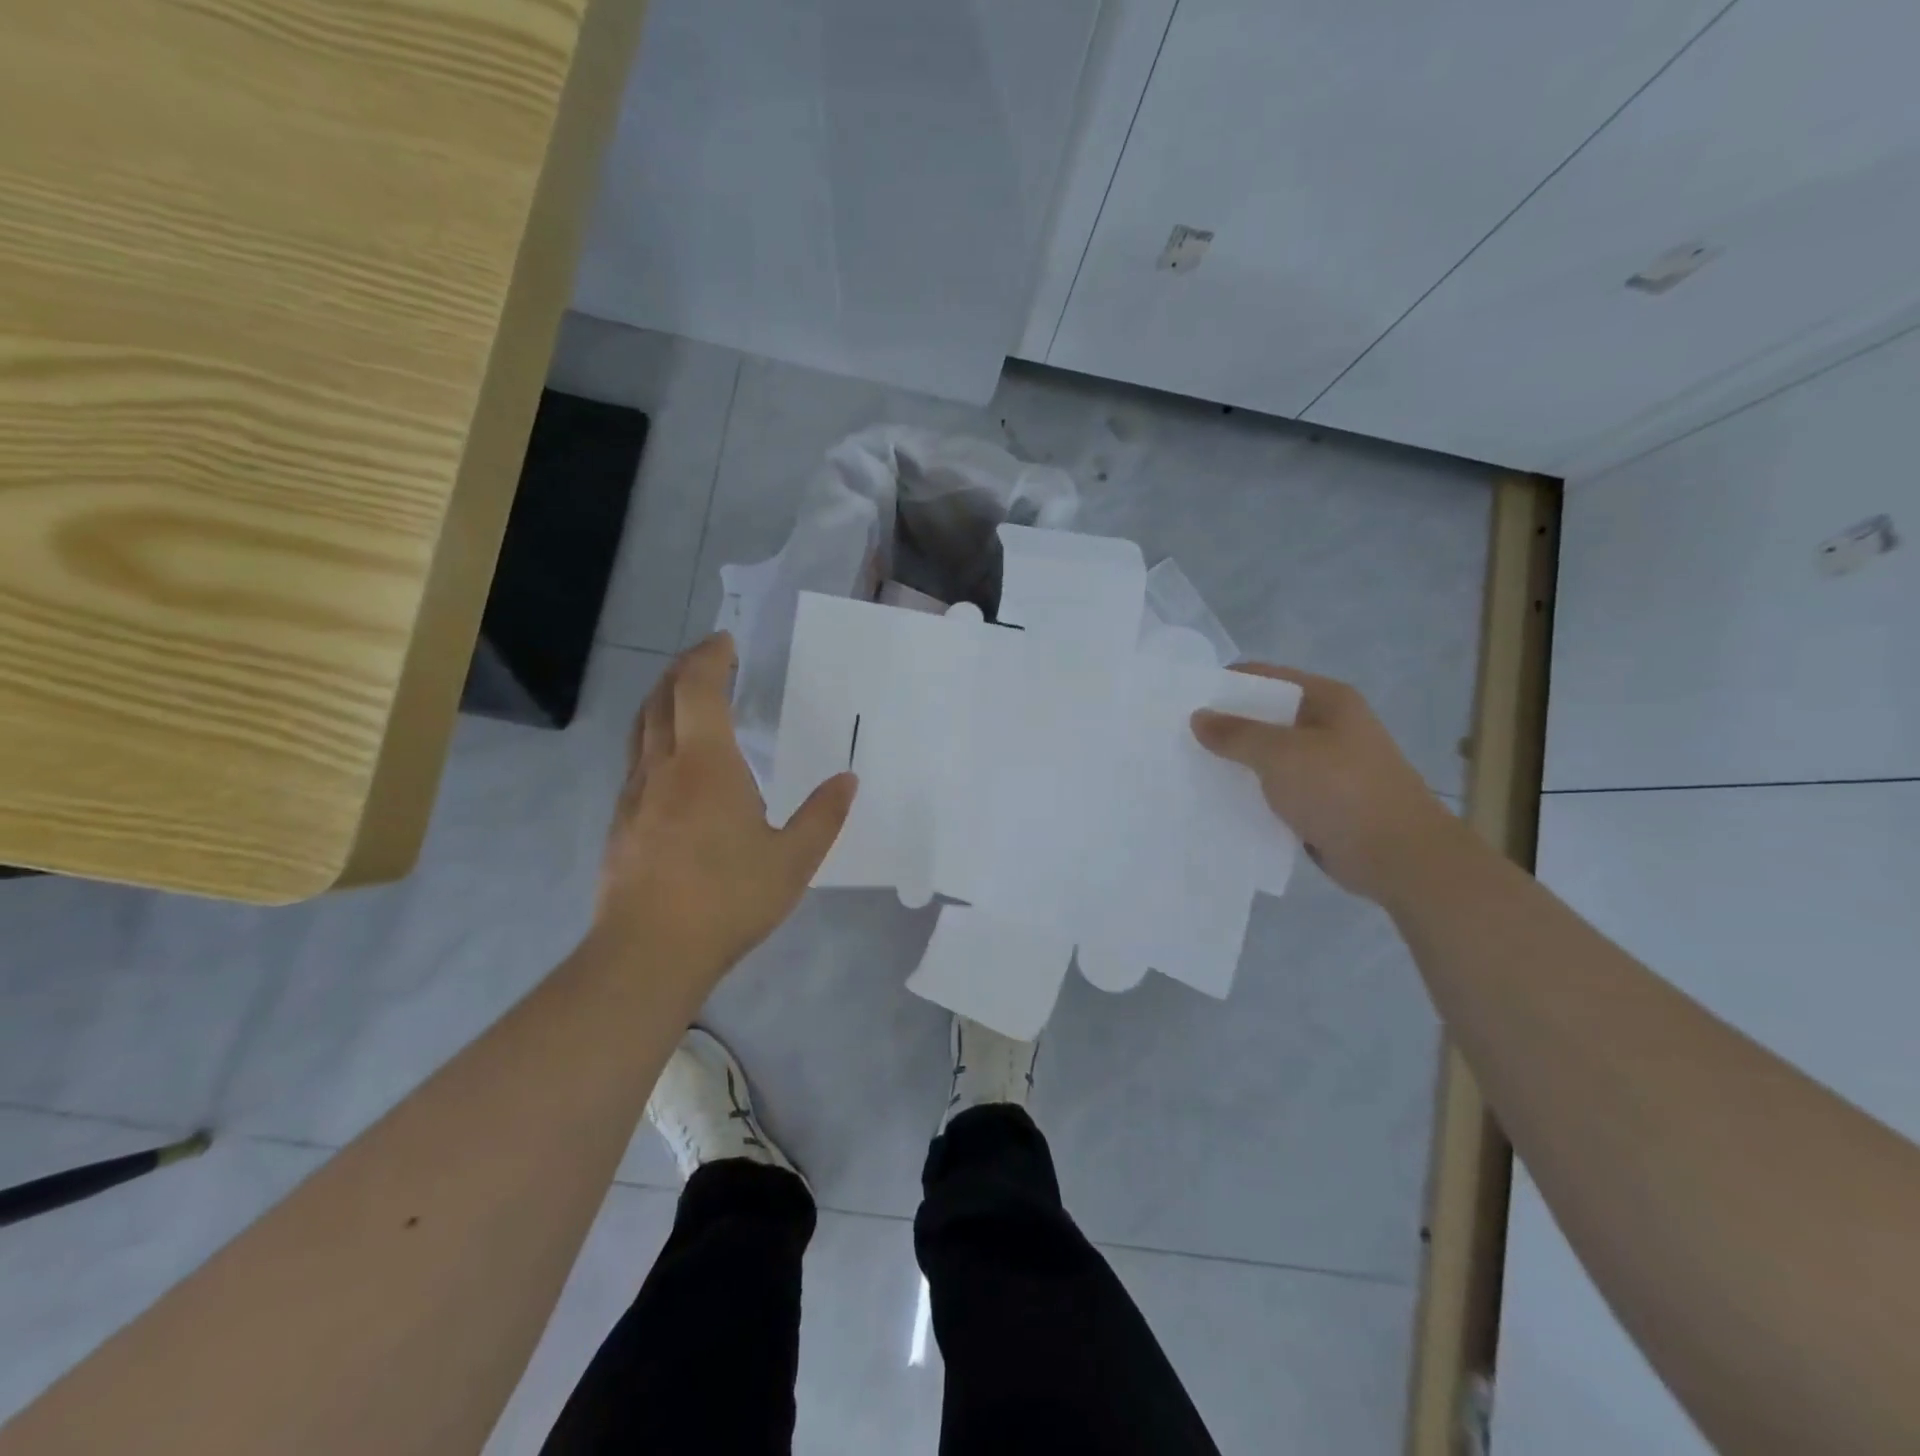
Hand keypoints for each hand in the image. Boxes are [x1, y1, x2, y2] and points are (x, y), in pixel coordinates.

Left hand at [595, 633, 856, 977]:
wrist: (648, 954)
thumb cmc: (727, 899)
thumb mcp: (793, 860)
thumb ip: (823, 816)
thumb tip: (847, 780)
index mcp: (706, 765)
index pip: (698, 688)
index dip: (709, 657)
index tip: (725, 641)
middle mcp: (663, 768)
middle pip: (662, 698)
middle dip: (682, 669)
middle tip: (708, 658)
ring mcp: (634, 795)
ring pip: (641, 729)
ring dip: (662, 701)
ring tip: (685, 697)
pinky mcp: (621, 824)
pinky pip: (636, 762)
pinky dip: (654, 739)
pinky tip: (671, 765)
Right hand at [1191, 664, 1463, 903]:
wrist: (1398, 857)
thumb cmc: (1341, 791)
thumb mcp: (1282, 754)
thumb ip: (1236, 734)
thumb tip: (1198, 717)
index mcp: (1326, 700)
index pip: (1264, 677)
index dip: (1224, 685)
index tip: (1183, 702)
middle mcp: (1327, 726)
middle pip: (1264, 716)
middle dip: (1224, 727)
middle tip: (1177, 738)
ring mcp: (1325, 765)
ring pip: (1267, 755)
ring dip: (1235, 762)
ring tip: (1189, 769)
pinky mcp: (1320, 800)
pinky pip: (1275, 787)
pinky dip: (1251, 792)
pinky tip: (1218, 800)